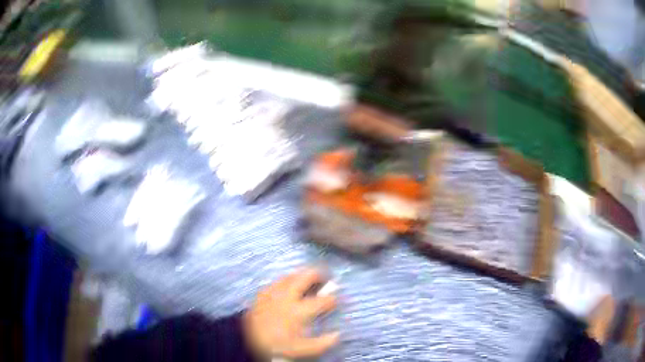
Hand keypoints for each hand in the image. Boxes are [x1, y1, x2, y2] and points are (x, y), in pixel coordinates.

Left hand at [244, 268, 338, 358]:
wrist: (247, 340)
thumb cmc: (277, 345)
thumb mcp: (302, 349)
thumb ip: (322, 343)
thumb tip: (337, 334)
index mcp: (299, 310)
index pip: (322, 301)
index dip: (332, 299)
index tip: (335, 301)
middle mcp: (287, 297)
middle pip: (305, 277)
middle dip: (317, 275)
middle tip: (324, 275)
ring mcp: (273, 292)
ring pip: (290, 276)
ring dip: (301, 275)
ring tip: (307, 278)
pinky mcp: (263, 293)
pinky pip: (277, 281)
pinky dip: (286, 280)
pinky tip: (287, 285)